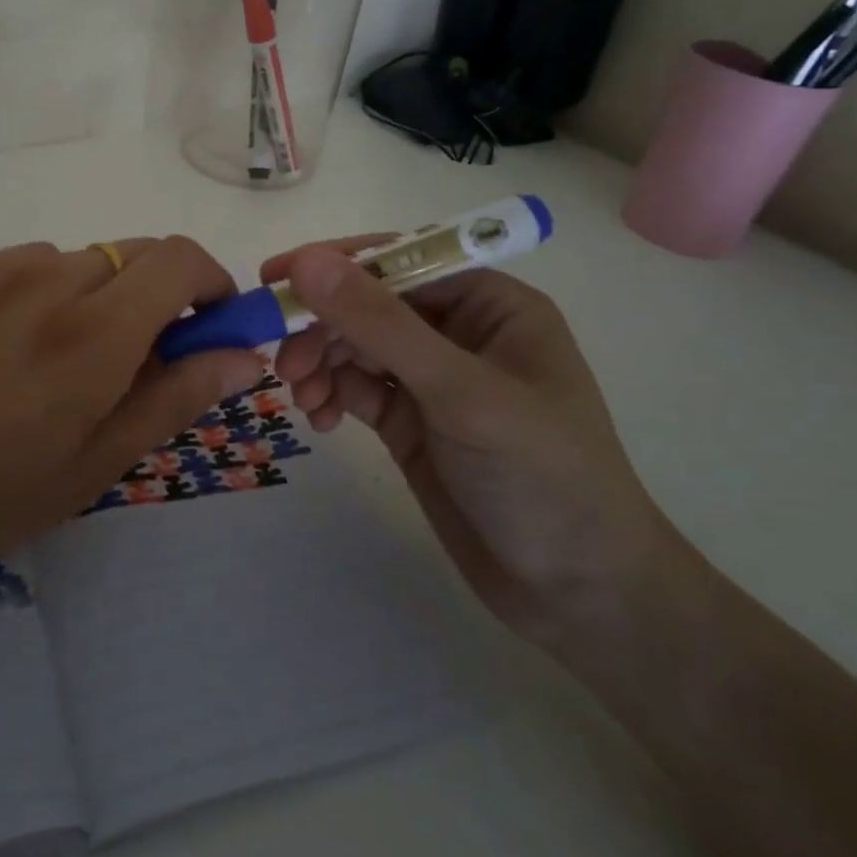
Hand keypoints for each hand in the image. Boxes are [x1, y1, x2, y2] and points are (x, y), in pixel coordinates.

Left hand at [0, 237, 262, 636]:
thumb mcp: (90, 468)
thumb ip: (174, 398)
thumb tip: (245, 355)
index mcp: (92, 332)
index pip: (181, 260)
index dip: (212, 284)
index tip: (210, 328)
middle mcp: (48, 278)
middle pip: (136, 254)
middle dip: (160, 296)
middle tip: (140, 362)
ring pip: (83, 261)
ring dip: (101, 297)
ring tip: (62, 366)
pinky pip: (29, 265)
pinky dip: (49, 293)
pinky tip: (8, 352)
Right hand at [263, 240, 678, 645]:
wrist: (580, 597)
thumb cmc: (542, 476)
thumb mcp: (460, 393)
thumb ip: (381, 325)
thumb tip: (307, 261)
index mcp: (489, 304)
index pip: (400, 260)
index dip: (336, 263)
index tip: (276, 277)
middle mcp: (458, 331)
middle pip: (368, 304)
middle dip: (322, 327)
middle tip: (284, 363)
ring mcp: (432, 379)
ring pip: (354, 345)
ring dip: (320, 362)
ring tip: (302, 398)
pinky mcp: (411, 421)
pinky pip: (356, 387)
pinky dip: (330, 394)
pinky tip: (319, 420)